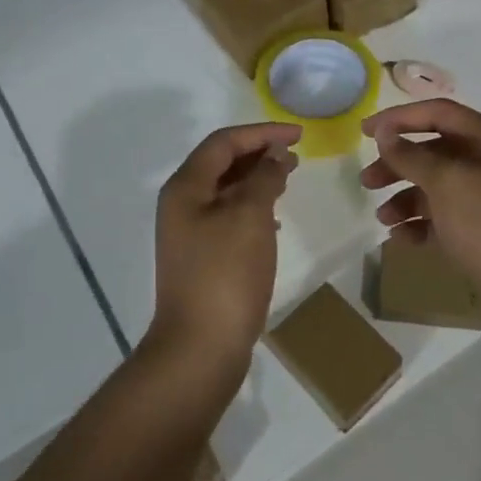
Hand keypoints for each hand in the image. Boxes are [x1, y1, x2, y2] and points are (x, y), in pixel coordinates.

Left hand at [149, 122, 301, 371]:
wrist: (201, 347)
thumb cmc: (226, 274)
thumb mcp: (250, 217)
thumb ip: (264, 178)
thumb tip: (275, 154)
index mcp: (186, 187)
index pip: (223, 142)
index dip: (261, 133)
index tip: (298, 135)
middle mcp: (182, 204)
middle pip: (221, 163)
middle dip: (259, 153)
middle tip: (295, 155)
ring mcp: (190, 233)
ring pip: (227, 190)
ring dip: (257, 179)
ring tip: (288, 178)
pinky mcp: (203, 257)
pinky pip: (229, 217)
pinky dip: (253, 208)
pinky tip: (275, 220)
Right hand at [360, 99, 480, 332]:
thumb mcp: (448, 184)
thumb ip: (412, 155)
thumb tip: (384, 132)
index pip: (440, 113)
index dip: (400, 117)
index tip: (363, 131)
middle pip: (436, 151)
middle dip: (399, 163)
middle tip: (367, 181)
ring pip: (437, 188)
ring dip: (406, 197)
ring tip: (383, 217)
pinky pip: (444, 219)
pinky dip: (421, 224)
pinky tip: (401, 238)